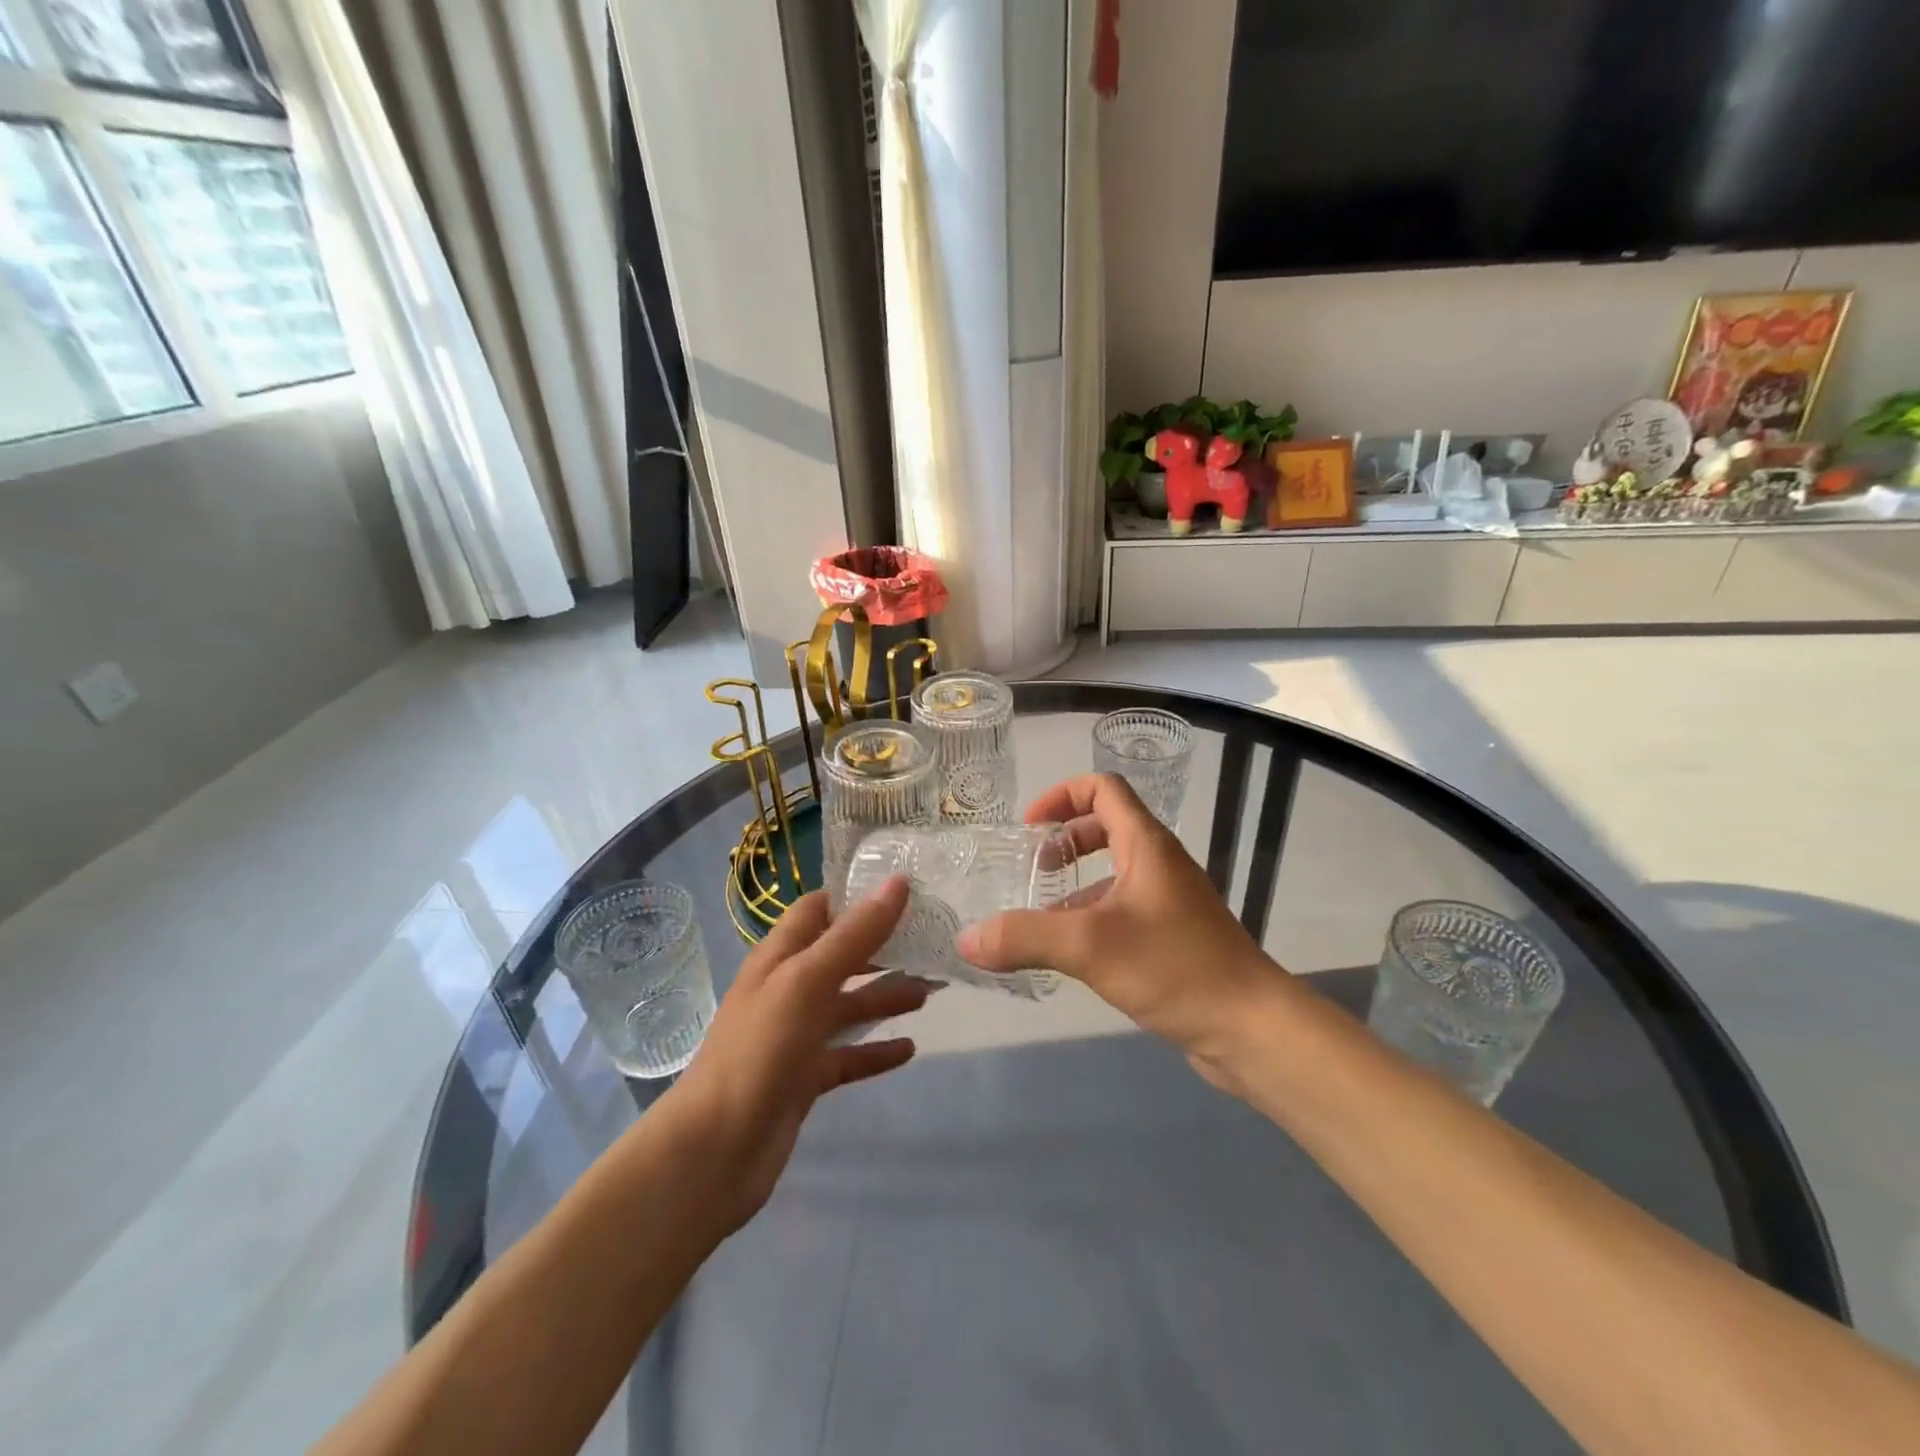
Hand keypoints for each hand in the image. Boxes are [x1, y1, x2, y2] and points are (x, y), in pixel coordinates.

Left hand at [665, 879, 929, 1232]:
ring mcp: (795, 1035)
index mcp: (780, 956)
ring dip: (886, 996)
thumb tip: (897, 882)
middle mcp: (787, 989)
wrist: (715, 1150)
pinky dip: (876, 1050)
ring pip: (848, 1006)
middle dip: (882, 948)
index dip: (857, 896)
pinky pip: (848, 1055)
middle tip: (931, 942)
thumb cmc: (760, 1050)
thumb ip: (854, 935)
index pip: (819, 909)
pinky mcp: (805, 1077)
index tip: (906, 889)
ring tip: (931, 992)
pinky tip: (909, 1049)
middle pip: (841, 956)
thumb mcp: (807, 981)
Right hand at [957, 774, 1289, 1093]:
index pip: (1103, 789)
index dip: (1061, 796)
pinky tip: (1070, 954)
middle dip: (1064, 841)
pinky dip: (1091, 916)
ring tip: (1039, 916)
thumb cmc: (1174, 967)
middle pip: (1106, 827)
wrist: (1250, 1026)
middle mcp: (1159, 863)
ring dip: (1075, 883)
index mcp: (1146, 845)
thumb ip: (1025, 937)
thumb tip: (967, 939)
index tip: (1029, 828)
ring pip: (1113, 873)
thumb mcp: (1089, 946)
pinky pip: (1122, 910)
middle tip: (1033, 870)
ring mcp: (1168, 901)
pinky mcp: (1171, 936)